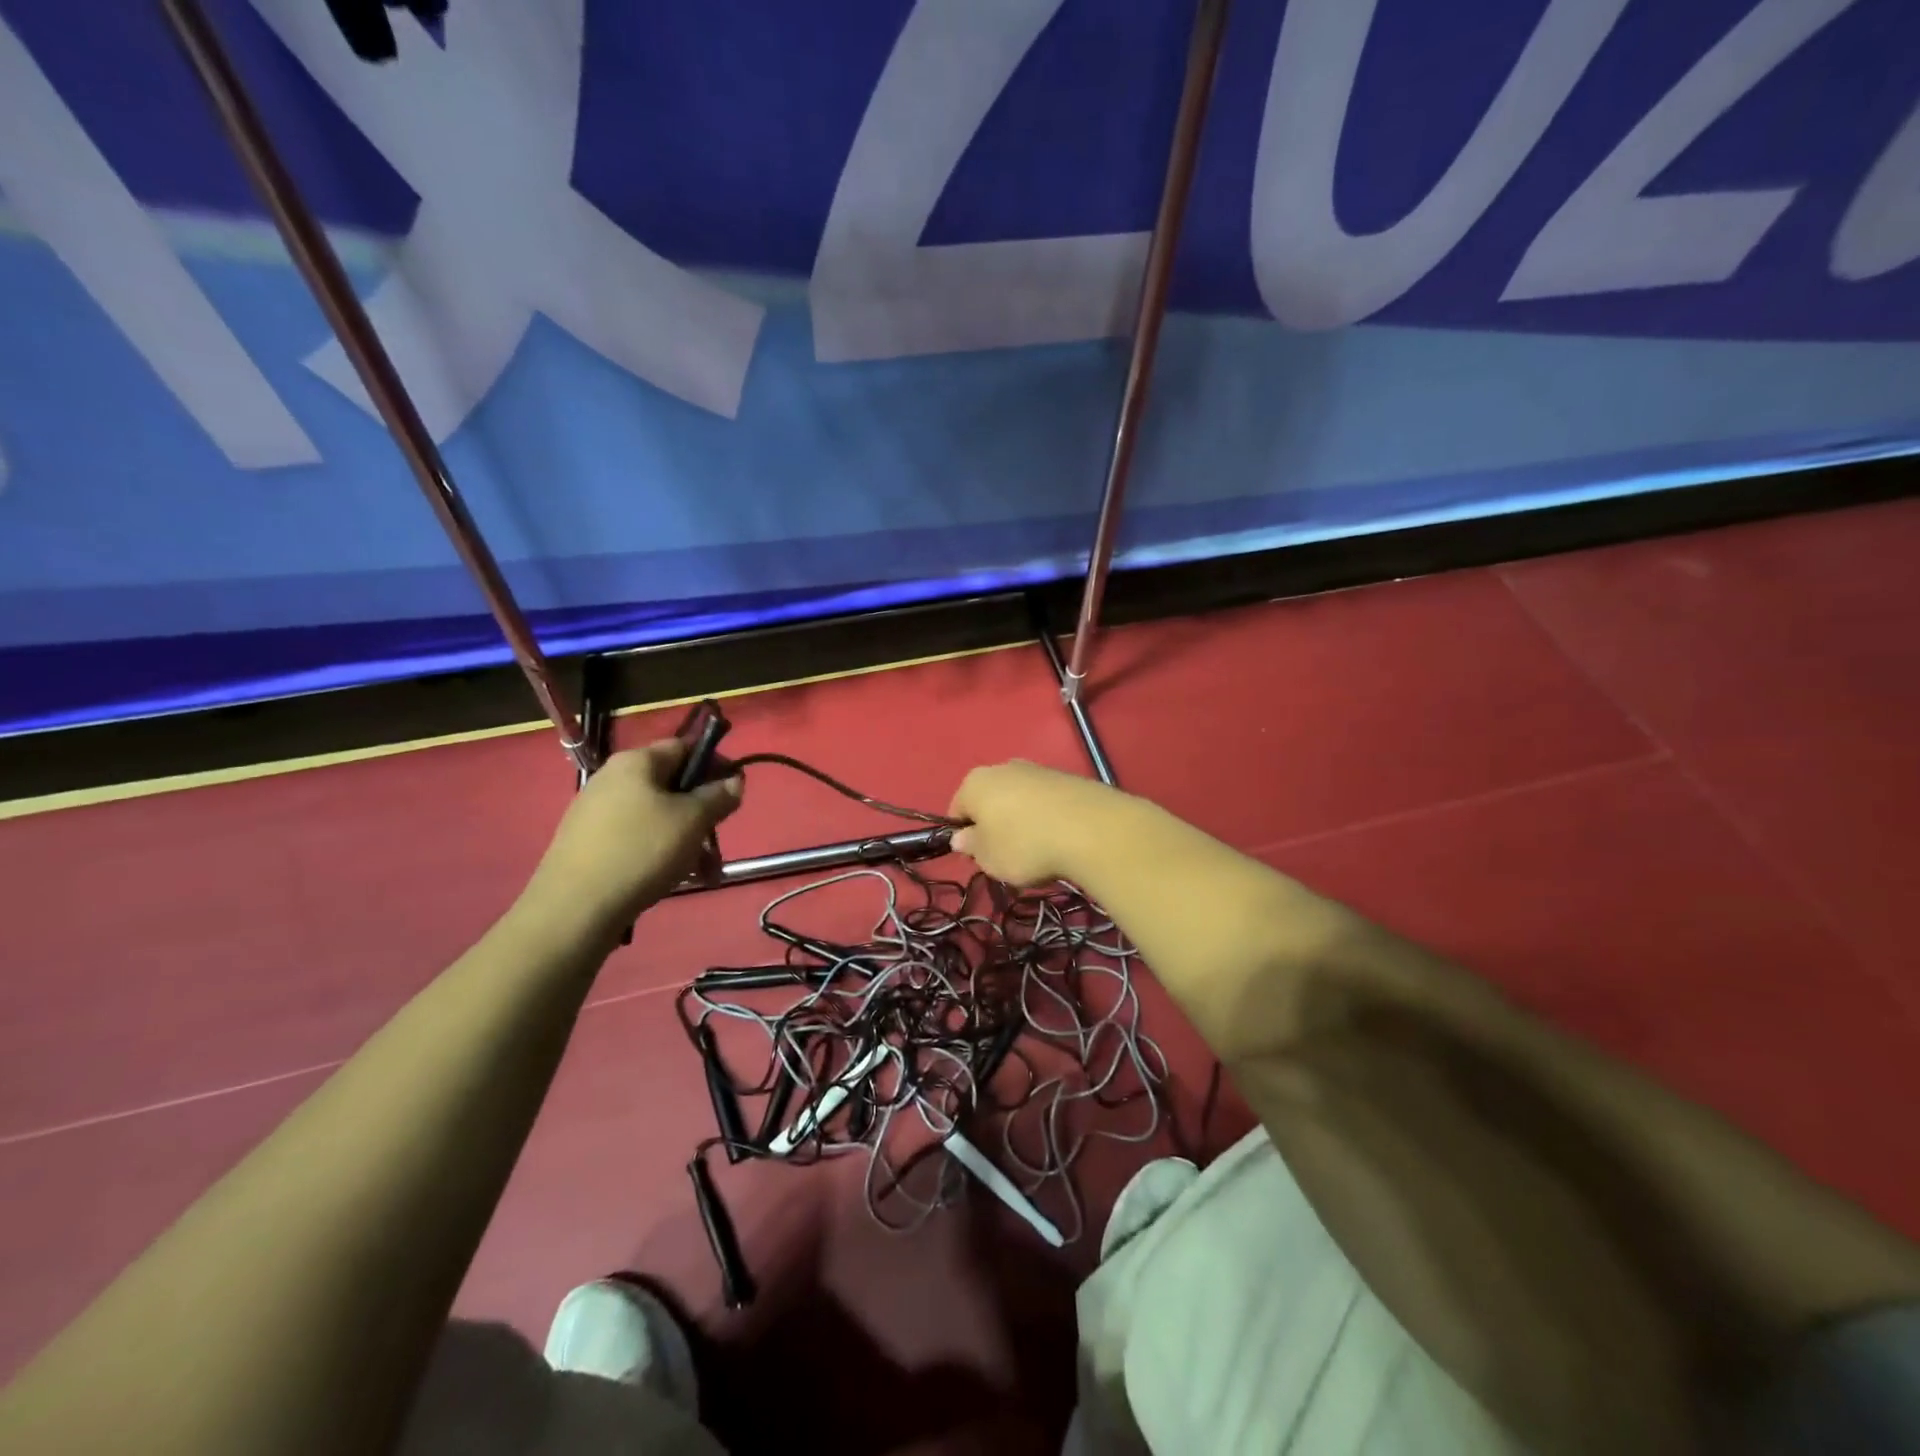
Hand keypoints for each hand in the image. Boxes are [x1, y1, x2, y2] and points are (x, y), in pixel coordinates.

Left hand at [522, 740, 741, 930]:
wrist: (574, 908)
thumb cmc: (641, 850)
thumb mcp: (692, 820)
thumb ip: (718, 796)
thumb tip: (734, 781)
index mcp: (636, 762)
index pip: (685, 747)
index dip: (715, 764)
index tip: (735, 792)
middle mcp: (613, 779)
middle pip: (672, 785)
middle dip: (702, 813)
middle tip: (719, 841)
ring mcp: (597, 812)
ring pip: (658, 817)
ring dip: (688, 840)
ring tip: (705, 873)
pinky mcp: (590, 844)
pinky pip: (637, 838)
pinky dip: (662, 853)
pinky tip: (674, 878)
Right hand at [947, 760, 1125, 886]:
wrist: (1091, 829)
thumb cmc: (1025, 845)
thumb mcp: (989, 858)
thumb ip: (971, 846)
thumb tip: (961, 837)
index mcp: (975, 783)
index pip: (957, 809)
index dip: (963, 836)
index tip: (978, 858)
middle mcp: (1003, 767)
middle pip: (990, 800)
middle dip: (994, 825)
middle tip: (1007, 855)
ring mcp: (1038, 769)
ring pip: (1019, 799)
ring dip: (1022, 820)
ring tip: (1038, 849)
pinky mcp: (1068, 777)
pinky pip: (1047, 801)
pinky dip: (1048, 817)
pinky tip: (1060, 838)